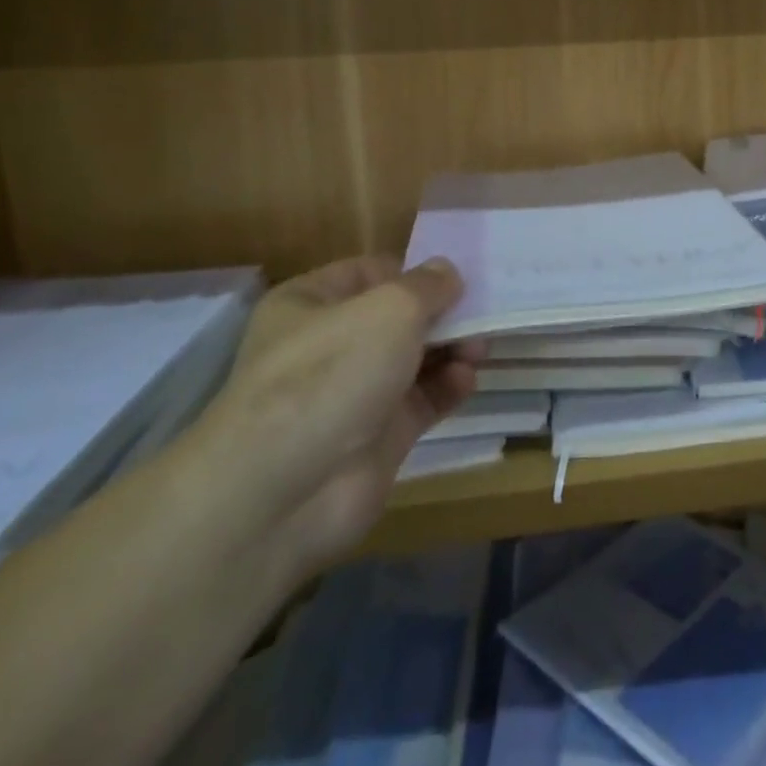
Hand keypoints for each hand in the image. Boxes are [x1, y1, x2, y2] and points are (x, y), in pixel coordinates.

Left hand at [193, 255, 477, 577]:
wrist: (284, 492)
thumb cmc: (332, 373)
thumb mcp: (389, 308)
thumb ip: (428, 286)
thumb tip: (448, 272)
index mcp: (310, 303)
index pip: (371, 273)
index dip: (415, 272)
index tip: (458, 278)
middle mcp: (329, 345)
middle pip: (398, 318)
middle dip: (442, 314)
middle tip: (481, 315)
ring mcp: (353, 393)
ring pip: (414, 359)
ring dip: (451, 350)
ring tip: (479, 349)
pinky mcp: (377, 437)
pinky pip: (422, 401)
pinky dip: (447, 388)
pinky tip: (467, 381)